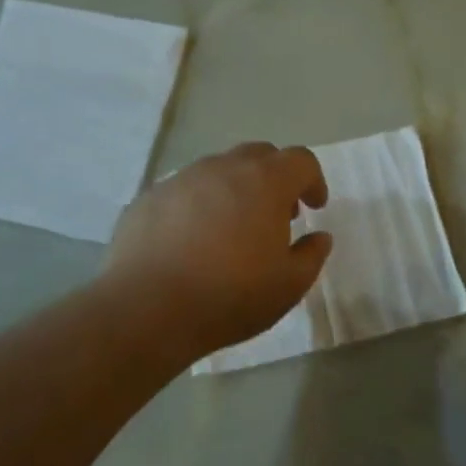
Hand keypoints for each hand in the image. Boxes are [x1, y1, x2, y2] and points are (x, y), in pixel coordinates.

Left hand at [104, 142, 331, 357]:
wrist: (146, 309)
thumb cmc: (230, 296)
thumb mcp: (289, 285)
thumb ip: (312, 255)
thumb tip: (319, 237)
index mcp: (265, 182)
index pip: (301, 160)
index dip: (314, 181)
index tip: (314, 207)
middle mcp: (223, 168)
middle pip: (259, 155)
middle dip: (275, 178)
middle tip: (277, 214)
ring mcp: (181, 179)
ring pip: (218, 171)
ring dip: (235, 190)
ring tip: (233, 230)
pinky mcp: (148, 198)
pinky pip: (184, 191)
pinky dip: (199, 206)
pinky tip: (192, 242)